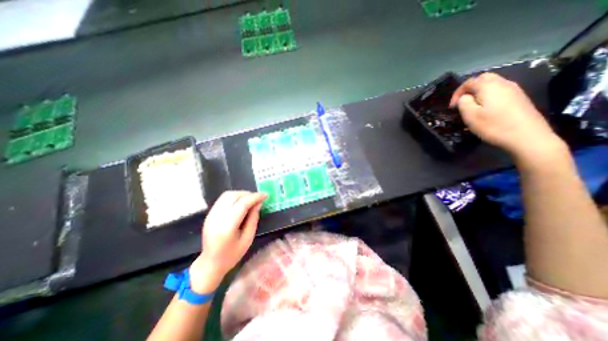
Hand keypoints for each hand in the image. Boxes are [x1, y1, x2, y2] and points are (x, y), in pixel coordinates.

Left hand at [189, 192, 265, 292]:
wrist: (210, 263)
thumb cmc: (232, 255)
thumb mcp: (248, 239)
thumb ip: (253, 219)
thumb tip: (258, 203)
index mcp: (226, 227)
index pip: (242, 204)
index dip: (255, 197)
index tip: (266, 195)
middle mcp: (216, 218)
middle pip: (233, 196)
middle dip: (248, 194)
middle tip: (258, 199)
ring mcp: (210, 215)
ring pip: (227, 195)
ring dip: (241, 194)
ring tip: (250, 200)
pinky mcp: (209, 214)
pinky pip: (223, 199)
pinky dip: (235, 197)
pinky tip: (241, 203)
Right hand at [448, 71, 562, 160]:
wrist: (527, 136)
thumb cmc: (494, 126)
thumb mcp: (470, 116)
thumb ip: (463, 103)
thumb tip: (464, 97)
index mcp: (489, 86)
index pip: (469, 82)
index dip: (457, 93)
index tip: (452, 106)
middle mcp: (503, 83)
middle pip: (483, 78)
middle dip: (470, 89)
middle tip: (462, 102)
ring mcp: (514, 90)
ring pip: (493, 84)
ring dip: (479, 92)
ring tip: (472, 106)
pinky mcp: (519, 98)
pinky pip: (500, 91)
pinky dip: (489, 96)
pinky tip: (486, 109)